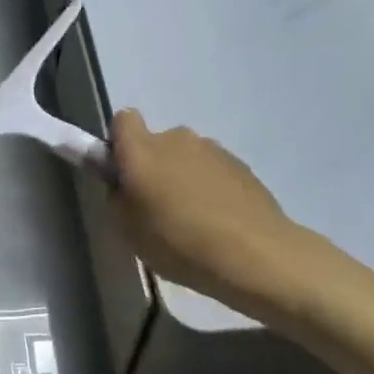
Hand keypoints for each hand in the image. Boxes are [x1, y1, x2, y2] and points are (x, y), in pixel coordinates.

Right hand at [110, 109, 337, 301]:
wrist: (254, 254)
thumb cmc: (179, 243)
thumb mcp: (128, 231)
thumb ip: (118, 198)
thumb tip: (123, 184)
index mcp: (141, 150)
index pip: (123, 120)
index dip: (120, 142)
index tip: (123, 173)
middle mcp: (176, 138)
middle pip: (156, 143)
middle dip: (154, 167)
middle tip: (158, 208)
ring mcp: (212, 149)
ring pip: (187, 157)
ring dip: (184, 178)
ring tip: (193, 221)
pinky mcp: (241, 165)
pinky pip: (213, 171)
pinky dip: (211, 188)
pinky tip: (220, 223)